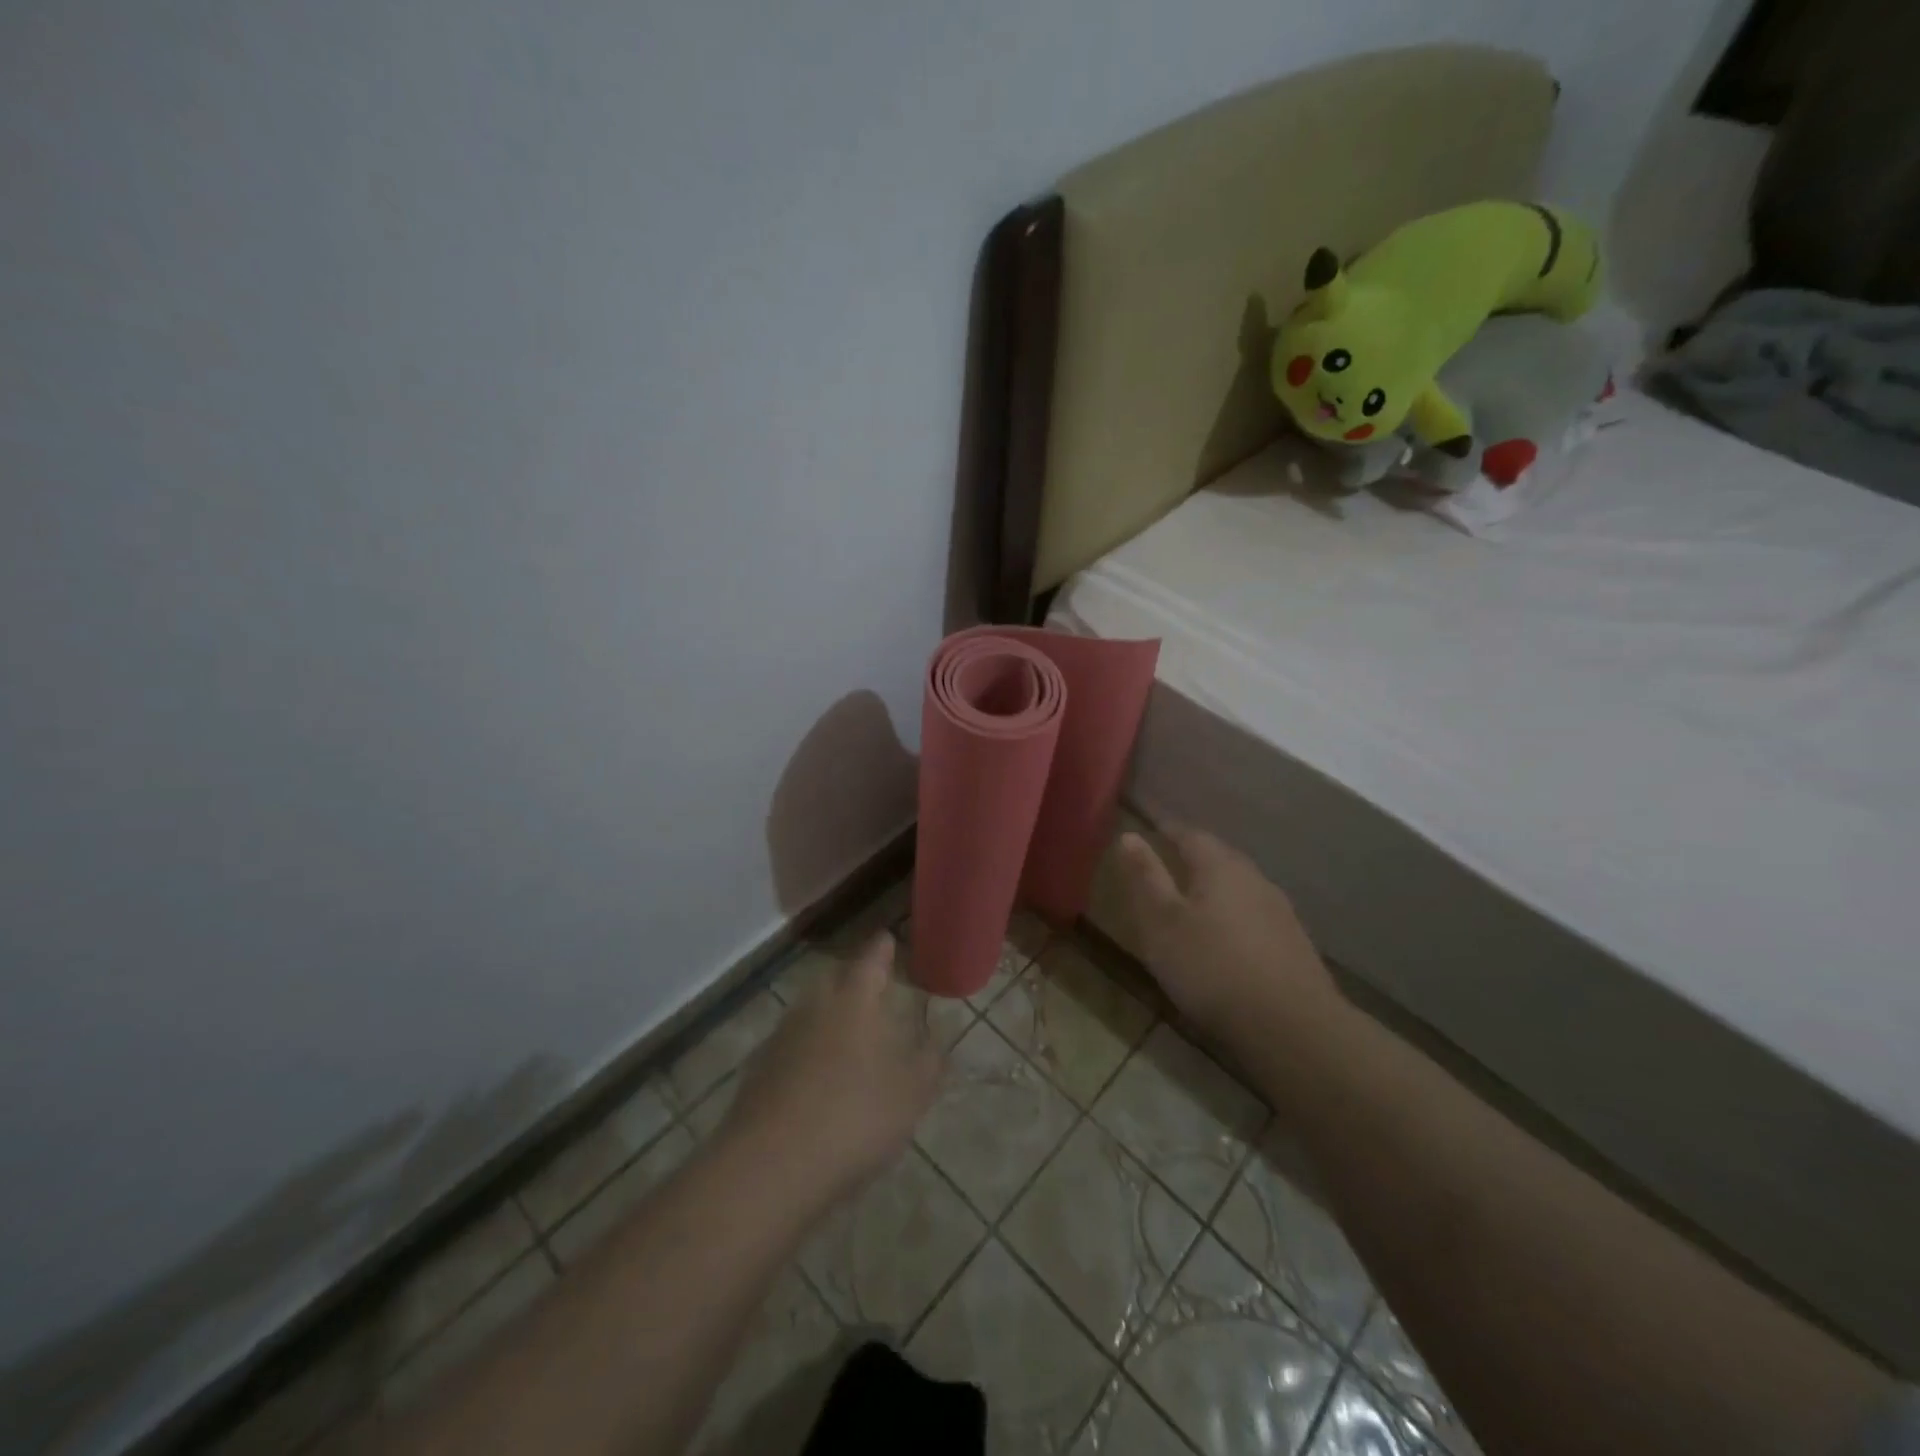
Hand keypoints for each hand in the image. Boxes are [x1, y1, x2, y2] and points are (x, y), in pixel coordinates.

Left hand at [720, 934, 943, 1211]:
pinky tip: (817, 1082)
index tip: (889, 940)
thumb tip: (937, 1037)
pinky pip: (791, 1047)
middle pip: (835, 979)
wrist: (769, 1167)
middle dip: (854, 980)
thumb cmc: (854, 1116)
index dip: (883, 948)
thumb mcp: (912, 1092)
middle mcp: (814, 1006)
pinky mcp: (758, 1071)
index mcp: (855, 999)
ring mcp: (781, 1037)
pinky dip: (806, 1053)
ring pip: (810, 1012)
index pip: (871, 958)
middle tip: (874, 993)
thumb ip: (929, 1060)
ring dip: (829, 1018)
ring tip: (850, 1041)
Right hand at [1116, 827, 1342, 1056]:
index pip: (1189, 834)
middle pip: (1219, 858)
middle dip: (1192, 857)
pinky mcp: (1294, 944)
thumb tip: (1129, 835)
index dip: (1166, 830)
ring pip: (1239, 887)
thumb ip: (1146, 877)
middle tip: (1167, 863)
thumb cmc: (1212, 966)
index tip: (1148, 830)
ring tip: (1192, 903)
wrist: (1292, 1027)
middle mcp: (1254, 878)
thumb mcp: (1163, 922)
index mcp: (1220, 866)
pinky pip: (1254, 916)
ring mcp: (1279, 911)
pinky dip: (1233, 918)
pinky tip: (1226, 940)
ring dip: (1215, 889)